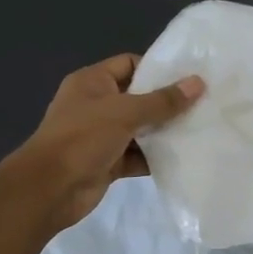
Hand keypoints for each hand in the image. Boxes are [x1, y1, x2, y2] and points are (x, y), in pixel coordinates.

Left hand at [17, 55, 203, 232]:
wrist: (49, 189)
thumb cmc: (83, 138)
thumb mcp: (125, 113)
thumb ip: (163, 101)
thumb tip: (198, 83)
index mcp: (92, 82)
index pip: (130, 64)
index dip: (157, 68)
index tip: (189, 77)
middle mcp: (96, 105)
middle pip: (138, 97)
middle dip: (167, 102)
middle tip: (203, 103)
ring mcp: (101, 135)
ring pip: (140, 128)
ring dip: (164, 131)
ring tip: (200, 129)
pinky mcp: (108, 162)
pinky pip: (138, 155)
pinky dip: (156, 157)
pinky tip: (183, 156)